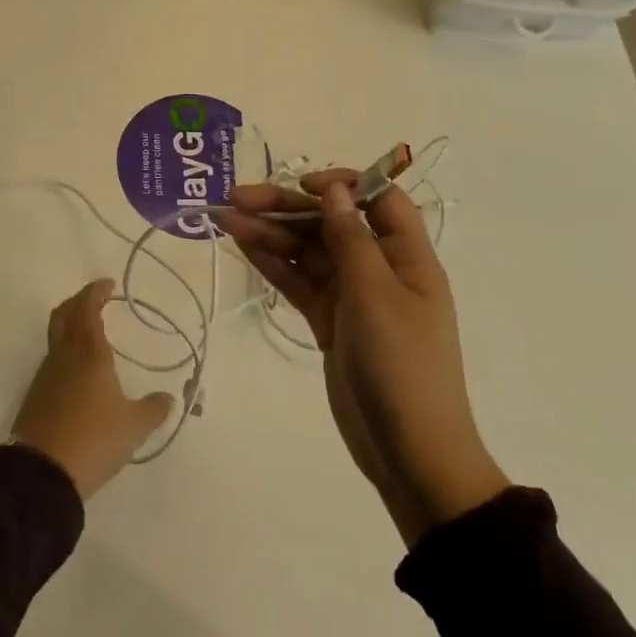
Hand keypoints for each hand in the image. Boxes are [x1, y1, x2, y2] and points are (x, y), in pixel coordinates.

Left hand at [11, 279, 175, 499]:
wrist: (41, 473)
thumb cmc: (93, 439)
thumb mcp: (134, 427)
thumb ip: (153, 409)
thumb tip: (167, 398)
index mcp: (89, 353)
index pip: (87, 308)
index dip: (95, 292)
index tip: (107, 285)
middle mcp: (63, 356)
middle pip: (63, 315)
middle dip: (78, 302)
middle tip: (95, 301)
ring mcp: (45, 376)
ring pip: (55, 338)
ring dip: (70, 328)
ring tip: (91, 336)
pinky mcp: (36, 396)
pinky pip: (52, 362)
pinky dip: (65, 354)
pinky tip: (79, 373)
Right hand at [220, 172, 509, 545]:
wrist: (409, 451)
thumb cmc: (402, 366)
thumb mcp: (376, 295)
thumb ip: (350, 239)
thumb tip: (334, 191)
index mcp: (407, 256)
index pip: (379, 200)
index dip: (343, 185)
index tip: (302, 185)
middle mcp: (379, 269)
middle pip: (331, 224)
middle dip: (287, 207)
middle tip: (237, 197)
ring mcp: (352, 297)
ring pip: (308, 252)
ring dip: (270, 233)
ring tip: (225, 218)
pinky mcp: (329, 323)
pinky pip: (299, 282)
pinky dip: (273, 264)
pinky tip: (243, 246)